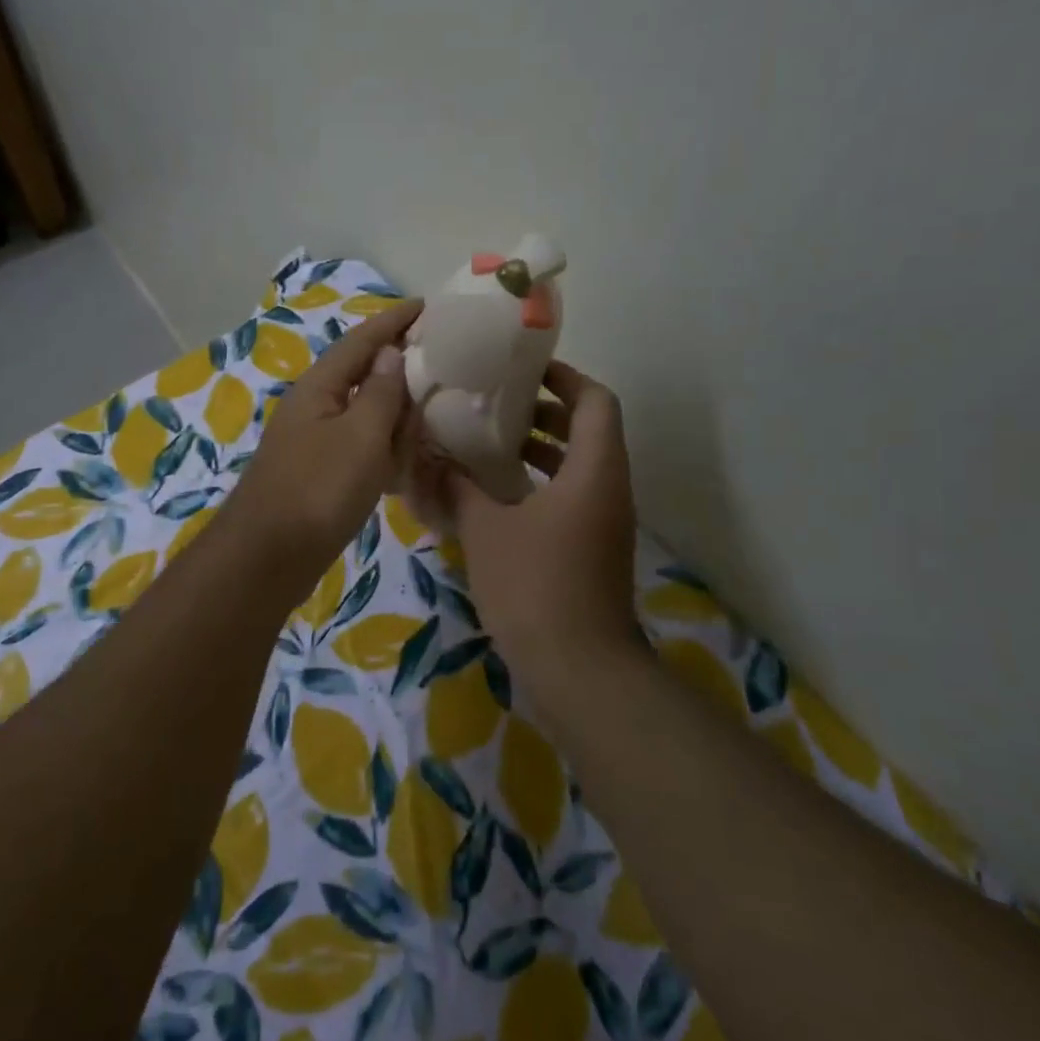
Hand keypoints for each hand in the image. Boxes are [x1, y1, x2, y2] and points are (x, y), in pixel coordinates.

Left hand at [229, 299, 423, 570]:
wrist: (269, 557)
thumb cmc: (318, 490)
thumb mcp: (360, 437)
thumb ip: (379, 393)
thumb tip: (389, 353)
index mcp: (319, 388)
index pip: (361, 341)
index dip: (393, 321)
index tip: (426, 305)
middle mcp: (313, 408)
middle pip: (360, 374)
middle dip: (396, 364)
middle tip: (439, 358)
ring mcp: (314, 443)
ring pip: (362, 413)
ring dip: (393, 408)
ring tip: (431, 404)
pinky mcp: (319, 474)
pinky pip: (359, 446)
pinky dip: (383, 445)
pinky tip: (404, 456)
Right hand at [444, 361, 640, 671]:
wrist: (579, 669)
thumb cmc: (534, 586)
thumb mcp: (485, 531)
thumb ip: (458, 488)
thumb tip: (430, 459)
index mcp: (594, 470)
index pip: (595, 401)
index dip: (565, 377)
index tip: (524, 371)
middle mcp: (609, 489)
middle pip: (589, 430)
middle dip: (545, 412)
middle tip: (496, 405)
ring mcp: (605, 522)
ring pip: (579, 466)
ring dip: (541, 450)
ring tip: (490, 444)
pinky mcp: (594, 549)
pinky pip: (572, 497)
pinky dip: (540, 484)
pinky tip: (497, 496)